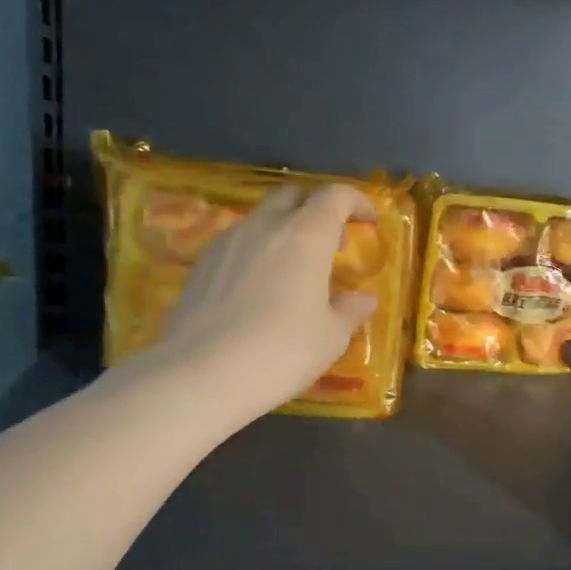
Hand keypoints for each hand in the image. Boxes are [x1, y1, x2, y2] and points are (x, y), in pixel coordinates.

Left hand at [148, 183, 379, 424]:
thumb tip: (364, 299)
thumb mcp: (330, 338)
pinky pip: (237, 241)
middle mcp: (265, 226)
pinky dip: (257, 250)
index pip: (335, 196)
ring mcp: (228, 241)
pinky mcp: (202, 262)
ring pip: (262, 217)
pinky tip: (258, 285)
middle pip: (294, 196)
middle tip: (331, 244)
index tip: (368, 221)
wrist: (203, 373)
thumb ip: (350, 311)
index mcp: (306, 236)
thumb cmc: (281, 353)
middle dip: (318, 209)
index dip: (356, 202)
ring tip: (294, 268)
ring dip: (284, 230)